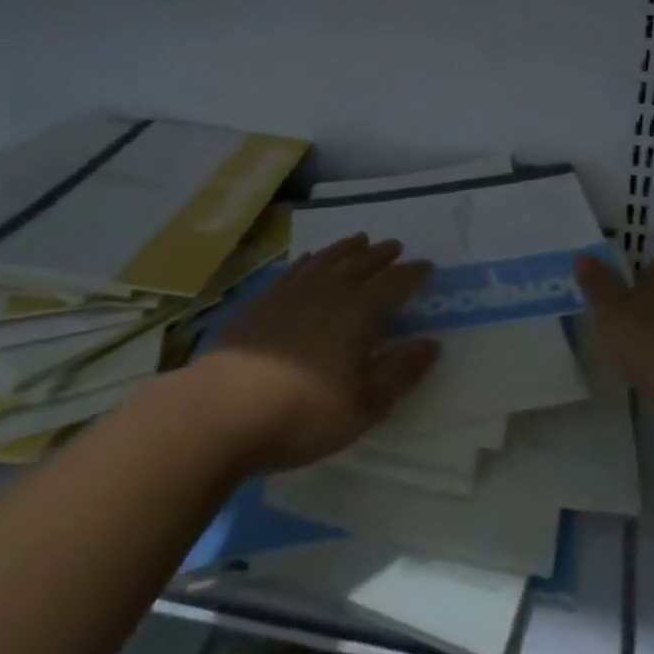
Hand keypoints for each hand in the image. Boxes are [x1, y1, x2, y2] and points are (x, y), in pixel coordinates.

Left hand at [196, 235, 439, 475]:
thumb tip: (432, 343)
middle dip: (381, 255)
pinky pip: (296, 269)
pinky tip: (312, 261)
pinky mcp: (263, 301)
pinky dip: (311, 260)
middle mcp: (328, 291)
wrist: (222, 410)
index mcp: (358, 312)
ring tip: (360, 240)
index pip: (393, 284)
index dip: (412, 274)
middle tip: (394, 246)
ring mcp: (292, 292)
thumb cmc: (301, 413)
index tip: (427, 266)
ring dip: (347, 248)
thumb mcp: (363, 405)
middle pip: (360, 264)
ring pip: (328, 259)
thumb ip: (400, 372)